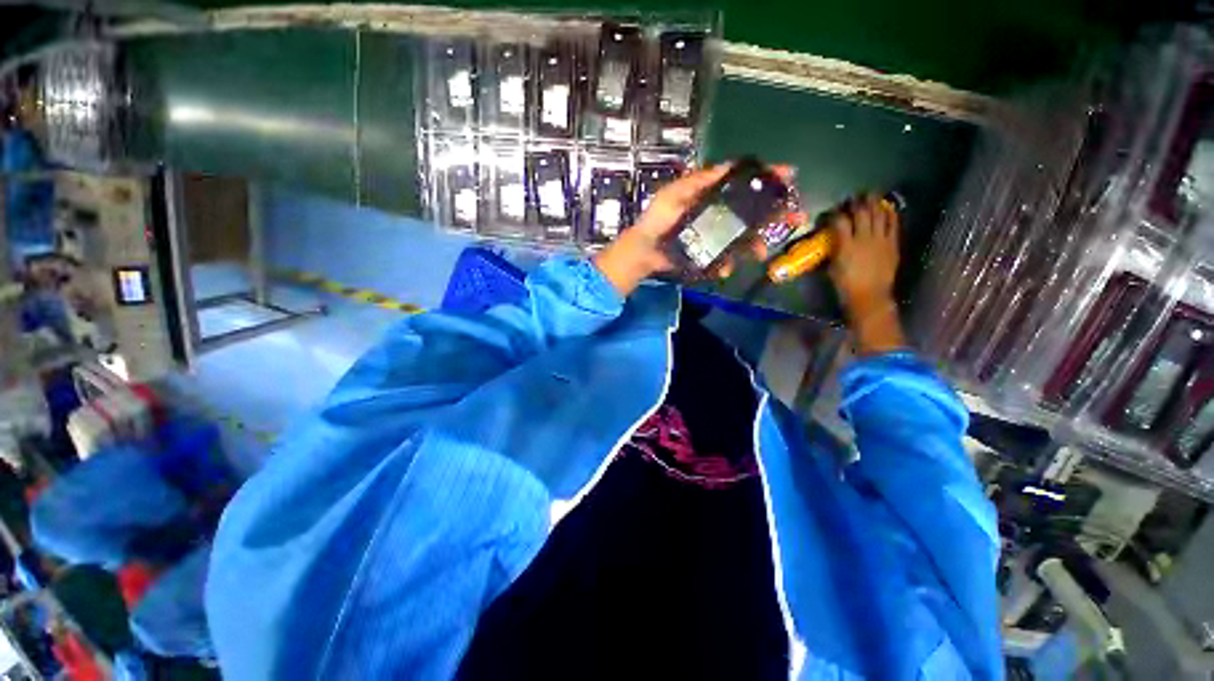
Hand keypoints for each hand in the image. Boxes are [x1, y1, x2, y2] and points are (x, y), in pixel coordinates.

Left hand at [593, 164, 801, 295]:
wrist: (644, 251)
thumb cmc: (658, 218)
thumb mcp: (677, 192)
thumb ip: (701, 180)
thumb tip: (731, 165)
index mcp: (713, 197)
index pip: (745, 185)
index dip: (768, 180)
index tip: (790, 177)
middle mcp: (718, 215)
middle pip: (753, 213)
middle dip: (776, 215)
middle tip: (797, 219)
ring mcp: (714, 237)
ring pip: (744, 239)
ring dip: (756, 245)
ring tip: (760, 252)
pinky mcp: (708, 256)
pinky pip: (725, 260)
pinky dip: (727, 265)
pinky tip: (725, 269)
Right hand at [827, 194, 905, 353]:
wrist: (869, 296)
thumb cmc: (846, 285)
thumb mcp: (833, 267)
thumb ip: (835, 249)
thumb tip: (833, 239)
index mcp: (845, 246)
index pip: (839, 222)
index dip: (835, 213)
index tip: (832, 211)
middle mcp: (863, 239)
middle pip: (861, 214)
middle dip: (856, 203)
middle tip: (853, 197)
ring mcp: (880, 240)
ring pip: (878, 215)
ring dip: (874, 203)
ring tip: (871, 195)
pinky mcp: (892, 244)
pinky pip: (893, 224)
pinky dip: (890, 214)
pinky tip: (887, 207)